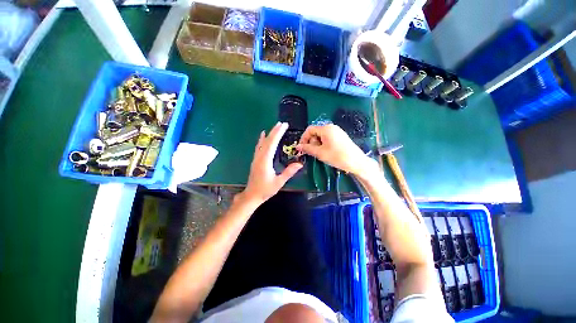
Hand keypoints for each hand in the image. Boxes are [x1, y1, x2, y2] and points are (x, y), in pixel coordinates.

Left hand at [242, 122, 302, 204]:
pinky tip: (263, 135)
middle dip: (275, 131)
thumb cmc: (265, 190)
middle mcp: (260, 157)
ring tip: (275, 127)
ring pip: (262, 143)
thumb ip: (289, 172)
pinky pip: (259, 147)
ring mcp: (256, 158)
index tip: (283, 126)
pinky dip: (261, 139)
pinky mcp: (255, 160)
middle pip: (267, 141)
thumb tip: (300, 164)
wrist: (252, 195)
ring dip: (269, 134)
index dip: (278, 134)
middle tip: (282, 123)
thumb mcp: (279, 182)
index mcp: (265, 161)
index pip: (272, 143)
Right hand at [297, 124, 376, 176]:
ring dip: (317, 144)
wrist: (357, 162)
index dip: (303, 138)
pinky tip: (327, 152)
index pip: (309, 129)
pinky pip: (328, 138)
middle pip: (315, 132)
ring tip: (321, 154)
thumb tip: (298, 146)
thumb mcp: (320, 153)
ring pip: (321, 136)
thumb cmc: (337, 156)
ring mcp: (337, 131)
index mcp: (326, 128)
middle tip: (313, 152)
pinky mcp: (340, 137)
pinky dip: (324, 144)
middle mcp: (331, 127)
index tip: (302, 148)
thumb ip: (307, 148)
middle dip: (311, 142)